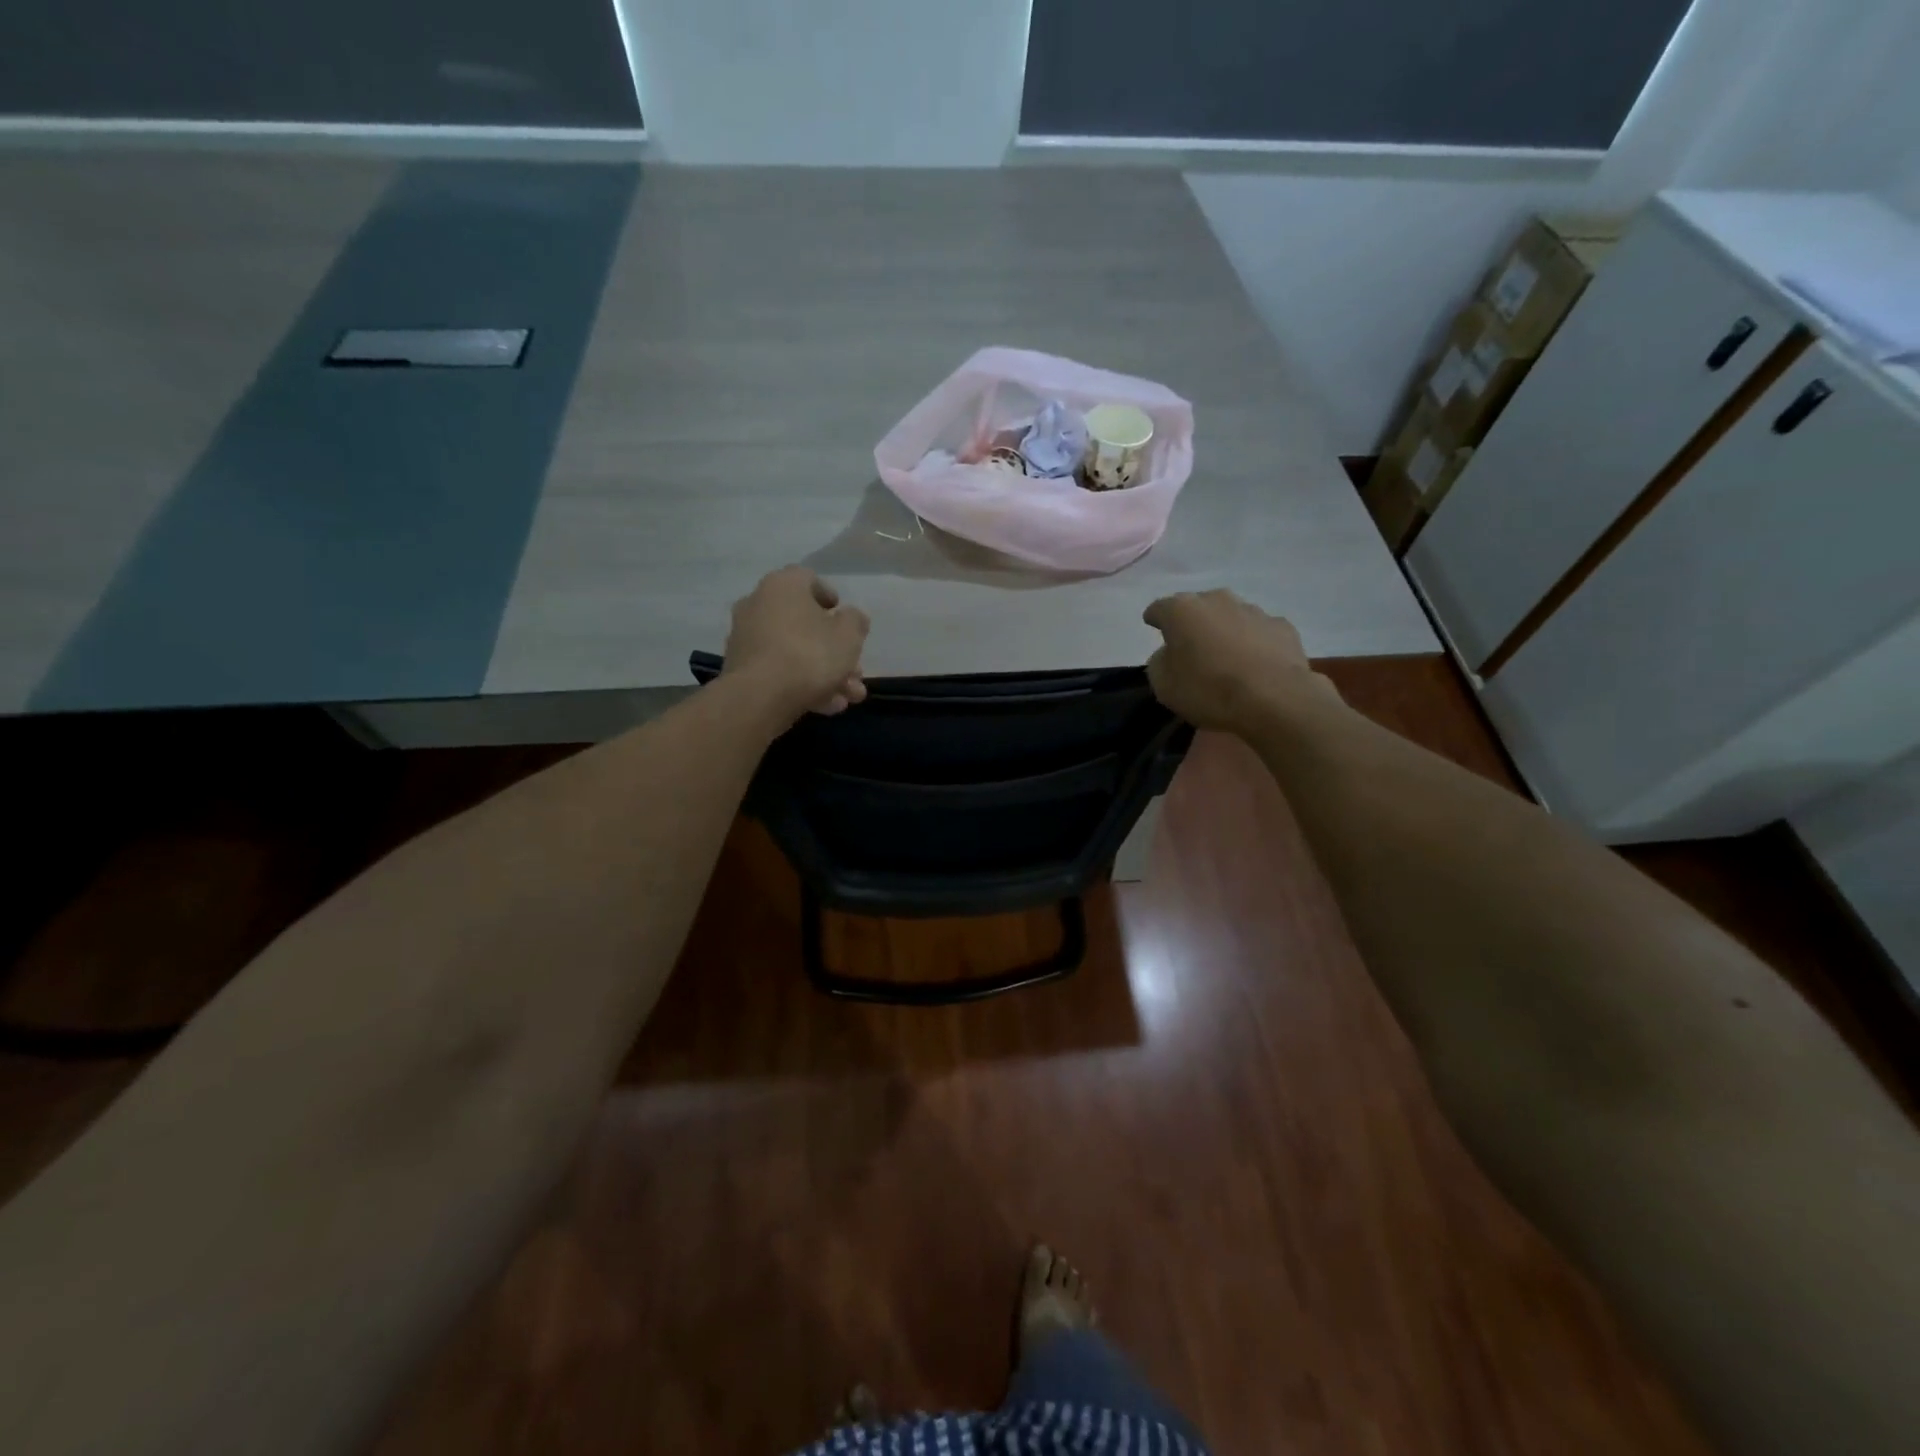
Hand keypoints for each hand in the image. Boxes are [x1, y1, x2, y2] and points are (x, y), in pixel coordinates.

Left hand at [724, 566, 869, 717]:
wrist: (759, 697)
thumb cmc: (809, 654)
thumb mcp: (848, 635)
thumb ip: (855, 621)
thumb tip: (851, 617)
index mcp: (783, 586)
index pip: (808, 579)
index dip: (829, 596)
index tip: (843, 616)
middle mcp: (758, 605)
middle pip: (804, 624)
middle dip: (835, 650)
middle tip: (856, 672)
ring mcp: (746, 638)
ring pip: (795, 652)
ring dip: (825, 673)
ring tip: (849, 698)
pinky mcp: (741, 669)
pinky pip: (779, 671)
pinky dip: (802, 684)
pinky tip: (827, 706)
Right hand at [1142, 589, 1337, 732]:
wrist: (1274, 698)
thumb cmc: (1208, 690)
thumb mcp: (1164, 685)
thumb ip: (1160, 663)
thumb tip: (1169, 654)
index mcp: (1182, 610)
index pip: (1159, 608)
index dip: (1155, 619)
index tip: (1154, 628)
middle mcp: (1217, 600)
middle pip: (1197, 607)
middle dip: (1192, 623)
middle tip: (1190, 647)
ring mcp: (1253, 610)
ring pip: (1230, 616)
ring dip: (1224, 631)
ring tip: (1225, 658)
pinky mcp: (1282, 626)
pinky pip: (1258, 632)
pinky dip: (1253, 643)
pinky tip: (1255, 664)